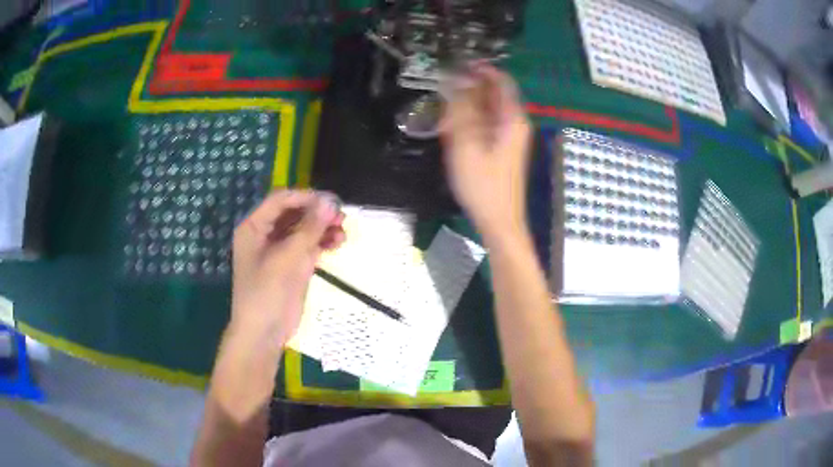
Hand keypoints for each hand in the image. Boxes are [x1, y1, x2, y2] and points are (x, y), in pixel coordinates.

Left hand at [230, 190, 344, 344]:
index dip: (305, 197)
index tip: (331, 201)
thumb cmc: (266, 293)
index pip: (281, 200)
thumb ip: (309, 229)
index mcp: (254, 227)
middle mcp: (265, 234)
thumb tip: (331, 201)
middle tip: (341, 216)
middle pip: (294, 213)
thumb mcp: (287, 258)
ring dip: (323, 227)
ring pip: (304, 229)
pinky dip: (322, 242)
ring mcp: (280, 249)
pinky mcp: (292, 264)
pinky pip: (308, 245)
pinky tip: (337, 243)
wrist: (264, 333)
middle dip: (317, 213)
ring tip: (342, 232)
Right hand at [442, 65, 531, 239]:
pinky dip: (472, 121)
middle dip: (470, 89)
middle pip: (495, 95)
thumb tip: (456, 81)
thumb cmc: (483, 185)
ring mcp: (511, 137)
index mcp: (513, 119)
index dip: (481, 70)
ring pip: (489, 110)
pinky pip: (488, 125)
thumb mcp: (467, 144)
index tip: (457, 64)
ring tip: (446, 111)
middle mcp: (516, 124)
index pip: (501, 81)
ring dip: (468, 106)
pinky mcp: (503, 149)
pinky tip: (455, 130)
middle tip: (445, 90)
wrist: (499, 221)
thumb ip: (461, 110)